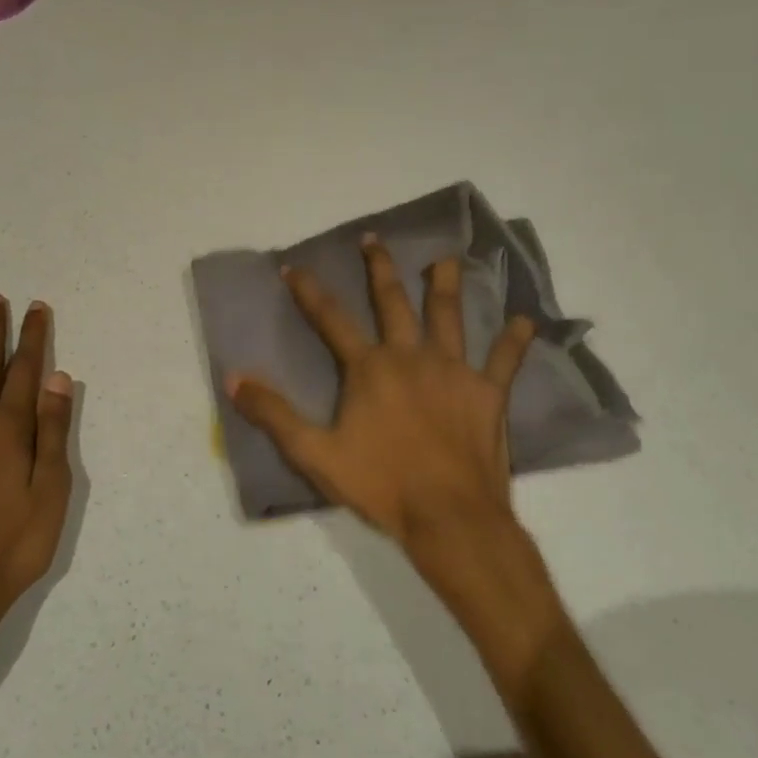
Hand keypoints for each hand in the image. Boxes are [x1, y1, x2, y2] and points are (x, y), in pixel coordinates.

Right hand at [225, 237, 537, 567]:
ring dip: (446, 285)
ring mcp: (454, 371)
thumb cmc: (380, 485)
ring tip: (446, 259)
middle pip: (393, 302)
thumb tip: (233, 377)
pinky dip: (515, 340)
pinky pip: (504, 360)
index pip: (331, 319)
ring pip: (449, 316)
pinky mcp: (488, 393)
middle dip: (380, 268)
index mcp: (369, 368)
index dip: (309, 291)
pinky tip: (524, 320)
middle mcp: (410, 357)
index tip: (293, 266)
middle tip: (374, 239)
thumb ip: (273, 413)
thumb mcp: (314, 453)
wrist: (450, 518)